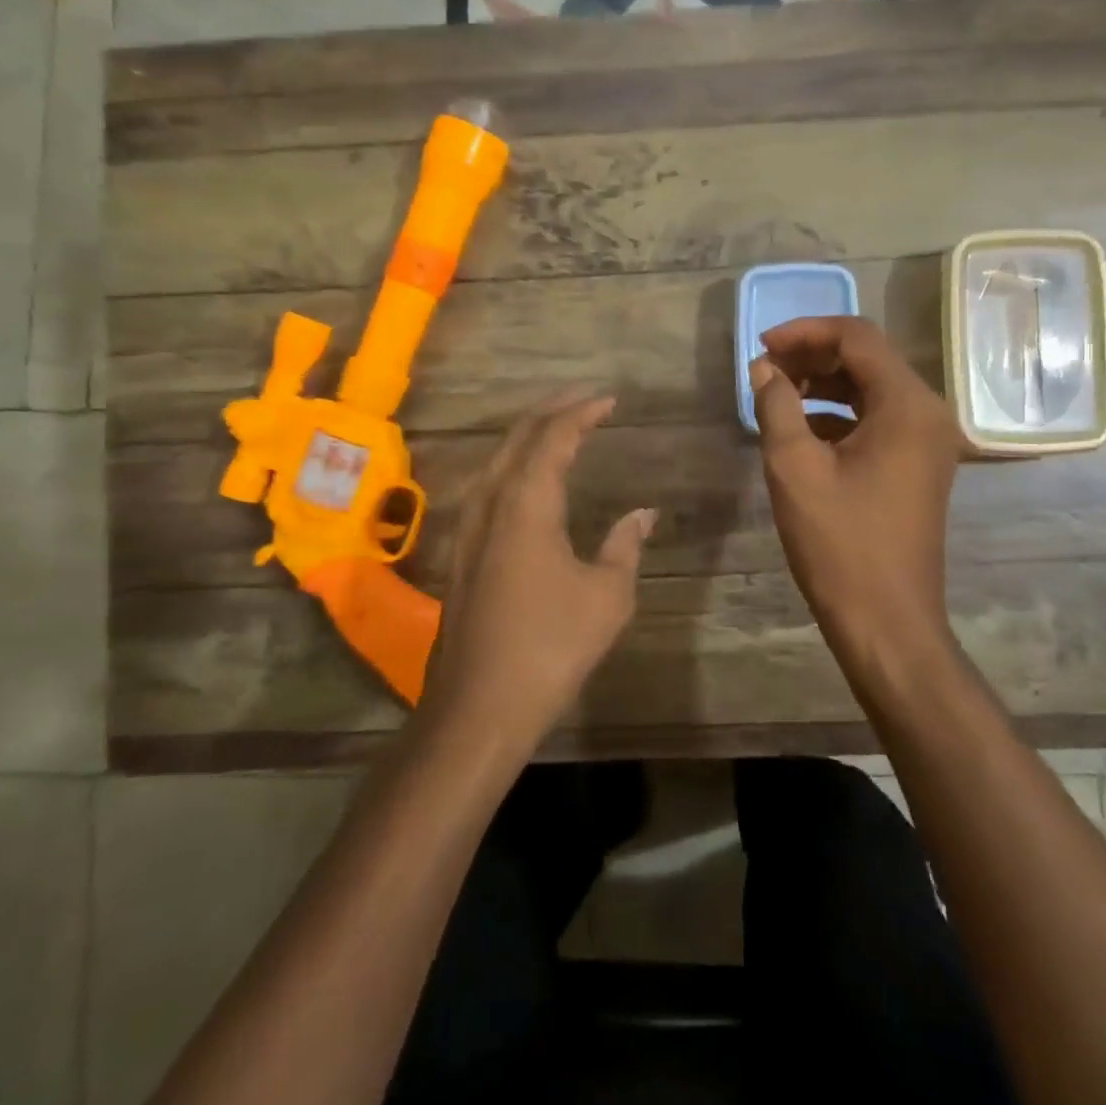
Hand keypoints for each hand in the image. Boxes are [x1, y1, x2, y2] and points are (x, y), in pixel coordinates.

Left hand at [421, 390, 655, 746]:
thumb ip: (625, 545)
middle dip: (552, 411)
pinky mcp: (461, 552)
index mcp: (526, 503)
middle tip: (584, 399)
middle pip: (518, 438)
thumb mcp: (607, 595)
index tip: (609, 400)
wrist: (479, 706)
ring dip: (528, 436)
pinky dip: (513, 465)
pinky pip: (488, 486)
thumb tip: (644, 513)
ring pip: (497, 460)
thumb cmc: (551, 646)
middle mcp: (491, 503)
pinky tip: (525, 479)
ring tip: (559, 427)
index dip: (582, 412)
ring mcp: (469, 527)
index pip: (554, 437)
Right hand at [750, 316, 962, 669]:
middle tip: (765, 370)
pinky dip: (840, 414)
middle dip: (814, 355)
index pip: (857, 337)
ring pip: (873, 389)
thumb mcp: (795, 468)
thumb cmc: (840, 544)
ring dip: (825, 384)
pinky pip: (879, 420)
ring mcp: (929, 442)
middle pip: (869, 359)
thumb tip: (764, 368)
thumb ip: (777, 405)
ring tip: (777, 395)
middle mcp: (928, 413)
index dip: (805, 332)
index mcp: (907, 404)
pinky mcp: (919, 466)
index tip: (761, 346)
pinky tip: (802, 430)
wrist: (887, 623)